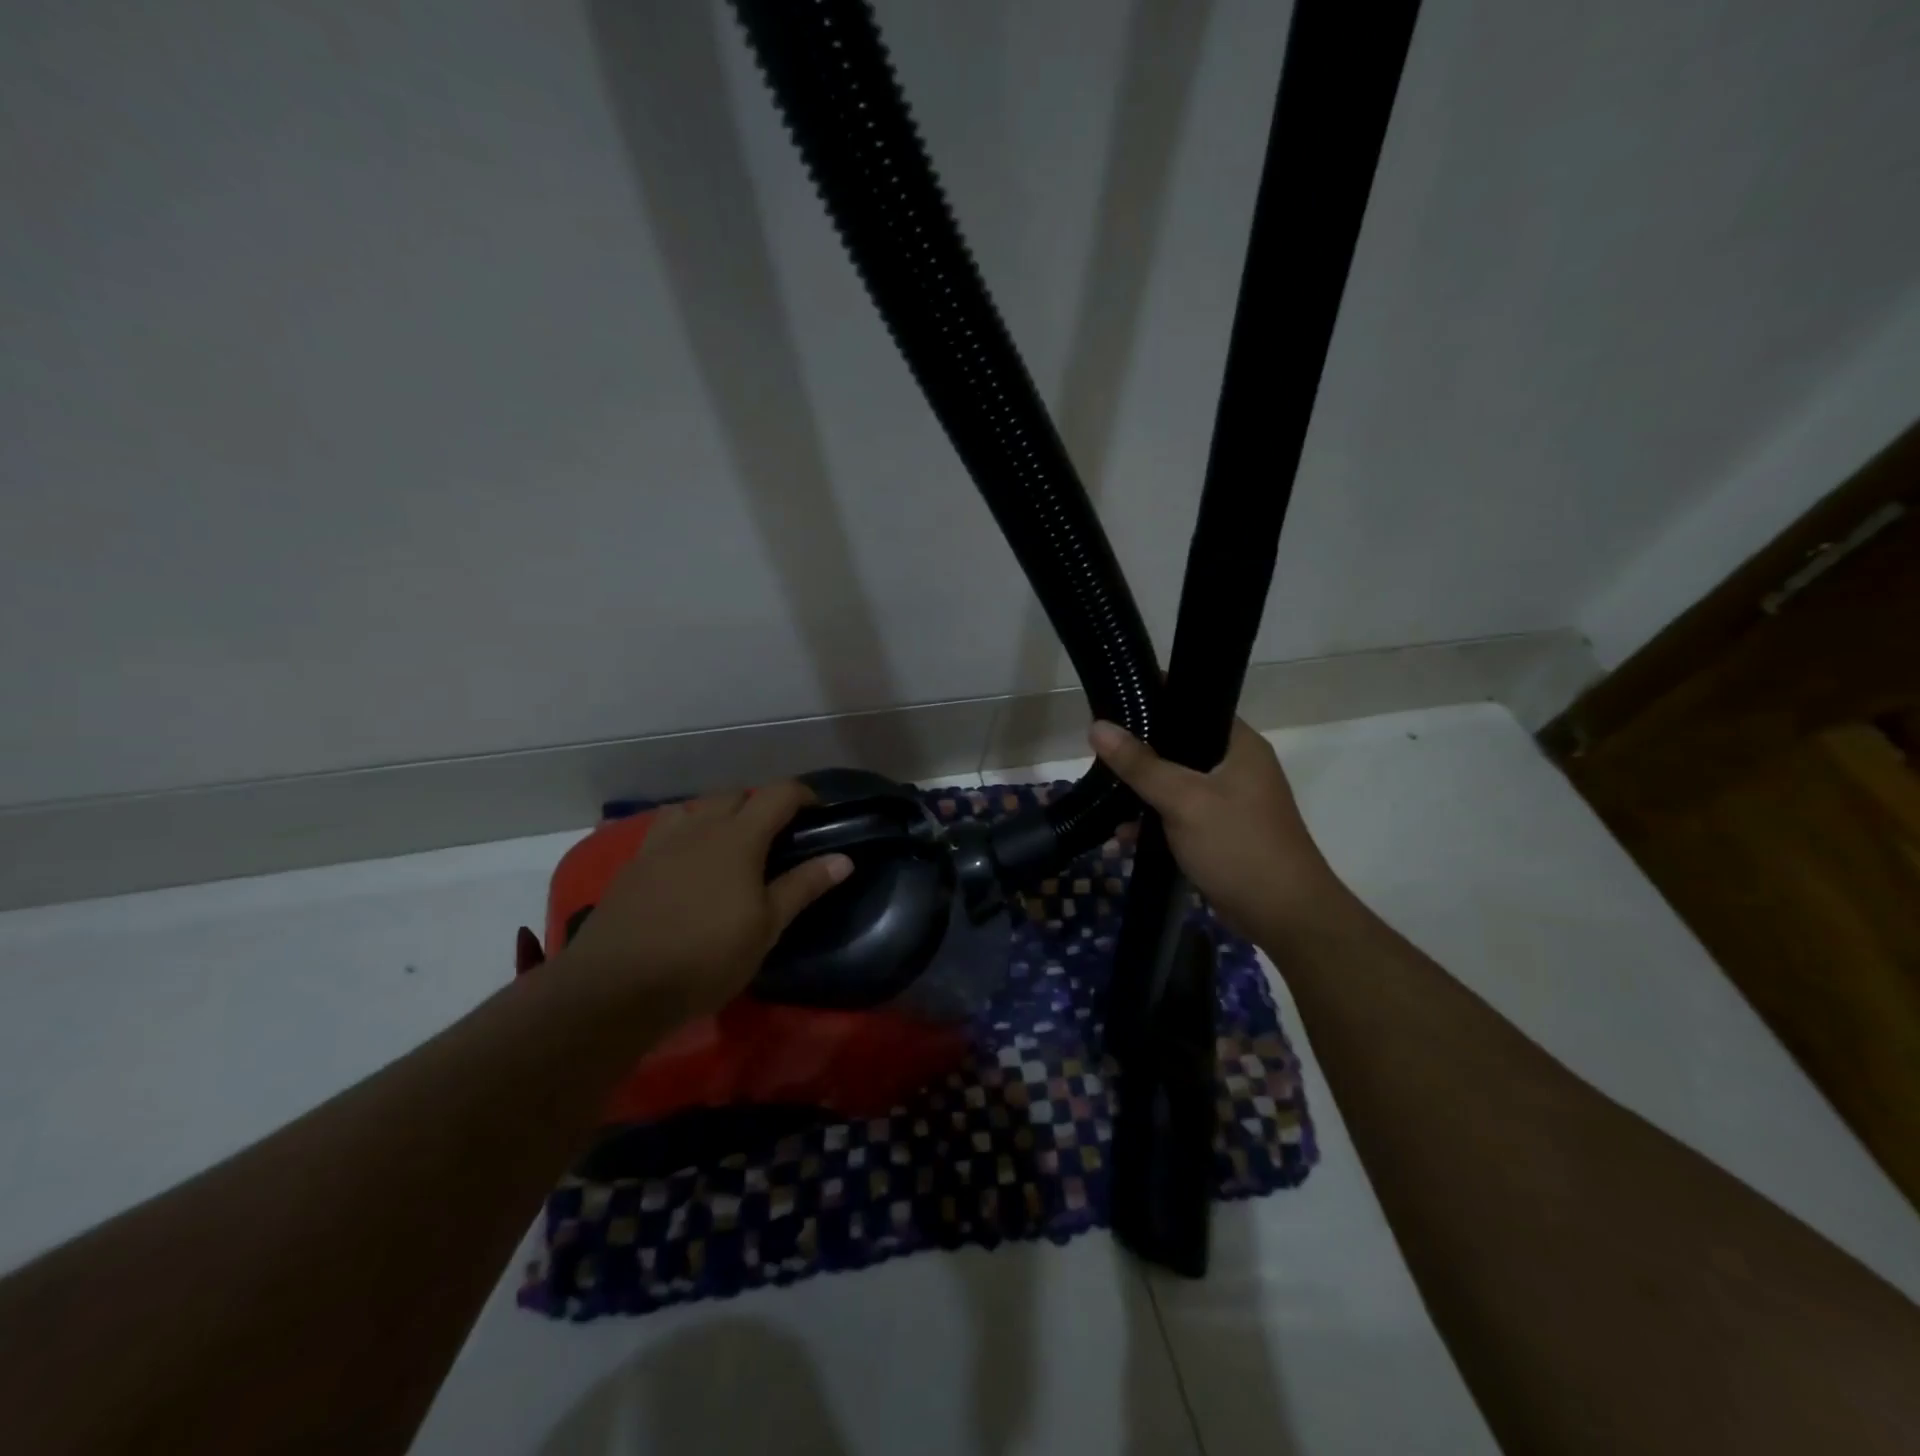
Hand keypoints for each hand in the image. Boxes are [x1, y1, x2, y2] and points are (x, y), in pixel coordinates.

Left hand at [558, 783, 851, 1021]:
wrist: (616, 986)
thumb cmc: (705, 957)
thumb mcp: (765, 928)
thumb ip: (803, 887)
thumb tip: (843, 858)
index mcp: (738, 837)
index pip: (778, 794)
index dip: (802, 794)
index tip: (818, 812)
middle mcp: (699, 827)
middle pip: (734, 795)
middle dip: (759, 805)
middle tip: (774, 838)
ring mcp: (660, 843)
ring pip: (696, 809)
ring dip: (717, 816)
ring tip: (727, 847)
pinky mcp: (633, 864)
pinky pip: (666, 830)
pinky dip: (685, 835)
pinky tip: (686, 866)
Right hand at [1090, 718, 1351, 944]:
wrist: (1285, 917)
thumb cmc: (1239, 846)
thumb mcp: (1184, 800)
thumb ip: (1140, 764)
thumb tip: (1098, 726)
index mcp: (1239, 746)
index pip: (1195, 704)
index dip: (1156, 700)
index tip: (1115, 703)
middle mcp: (1237, 767)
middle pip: (1180, 746)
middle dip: (1140, 753)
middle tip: (1100, 753)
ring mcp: (1230, 802)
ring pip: (1176, 783)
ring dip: (1143, 792)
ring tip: (1103, 796)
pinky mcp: (1220, 833)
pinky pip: (1179, 816)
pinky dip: (1154, 823)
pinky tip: (1122, 836)